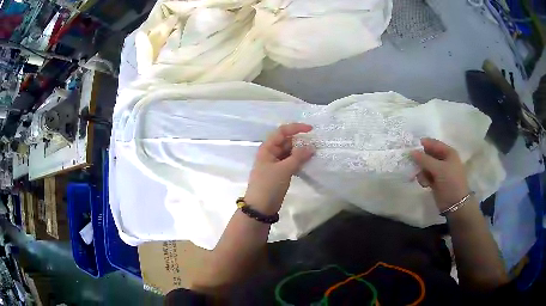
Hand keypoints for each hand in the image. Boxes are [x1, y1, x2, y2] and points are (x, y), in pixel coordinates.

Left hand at [244, 123, 314, 214]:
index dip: (296, 128)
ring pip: (289, 152)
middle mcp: (271, 153)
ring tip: (314, 153)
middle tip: (315, 144)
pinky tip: (308, 162)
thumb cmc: (269, 185)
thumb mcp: (284, 170)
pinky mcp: (280, 173)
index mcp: (267, 148)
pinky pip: (290, 162)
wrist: (260, 207)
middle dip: (300, 141)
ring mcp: (275, 163)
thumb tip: (311, 147)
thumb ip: (298, 157)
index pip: (282, 132)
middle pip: (286, 141)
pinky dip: (299, 161)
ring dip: (300, 151)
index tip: (311, 130)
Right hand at [411, 138, 470, 210]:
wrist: (455, 204)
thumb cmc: (451, 182)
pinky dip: (423, 179)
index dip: (423, 144)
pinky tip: (425, 185)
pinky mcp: (435, 181)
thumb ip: (425, 160)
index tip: (411, 146)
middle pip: (428, 155)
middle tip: (411, 163)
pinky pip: (425, 176)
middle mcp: (444, 160)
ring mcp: (439, 171)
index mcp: (448, 153)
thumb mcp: (439, 169)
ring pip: (425, 166)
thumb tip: (411, 152)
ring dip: (421, 171)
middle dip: (420, 159)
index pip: (433, 143)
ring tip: (422, 178)